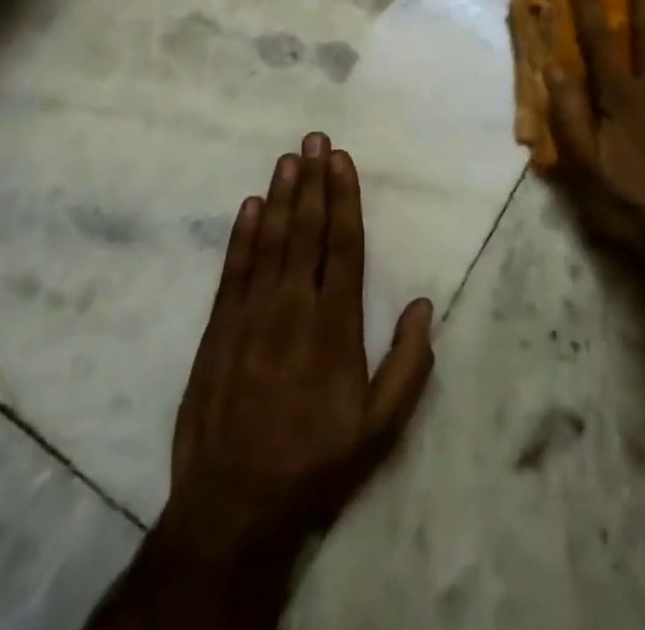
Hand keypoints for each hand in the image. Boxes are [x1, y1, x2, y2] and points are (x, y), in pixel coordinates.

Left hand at [163, 133, 434, 566]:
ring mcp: (252, 314)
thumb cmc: (315, 463)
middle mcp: (293, 306)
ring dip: (282, 195)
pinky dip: (242, 234)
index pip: (343, 245)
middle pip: (306, 230)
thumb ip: (408, 366)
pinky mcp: (219, 328)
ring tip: (290, 157)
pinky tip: (250, 205)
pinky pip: (234, 269)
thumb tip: (425, 306)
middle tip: (316, 138)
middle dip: (314, 180)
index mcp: (335, 325)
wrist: (233, 506)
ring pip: (270, 240)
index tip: (343, 161)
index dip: (344, 198)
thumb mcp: (380, 430)